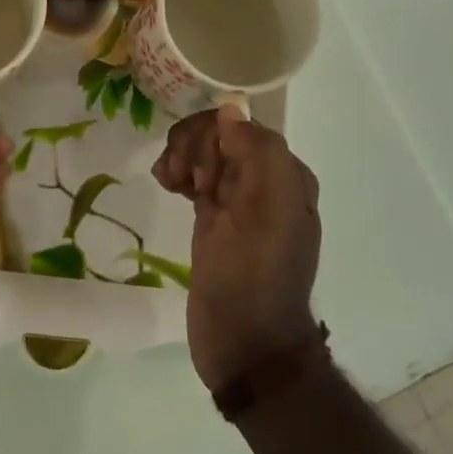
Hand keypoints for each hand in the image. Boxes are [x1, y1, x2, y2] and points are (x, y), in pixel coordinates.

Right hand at [153, 106, 320, 393]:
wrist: (243, 343)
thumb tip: (230, 110)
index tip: (198, 172)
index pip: (239, 125)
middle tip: (183, 180)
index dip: (211, 138)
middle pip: (218, 136)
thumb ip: (258, 151)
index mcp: (285, 174)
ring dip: (181, 158)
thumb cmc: (254, 275)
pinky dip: (178, 173)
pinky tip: (167, 185)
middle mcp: (265, 182)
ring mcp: (237, 201)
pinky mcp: (214, 220)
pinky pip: (194, 177)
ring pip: (203, 154)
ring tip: (169, 182)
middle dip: (193, 148)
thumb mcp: (267, 210)